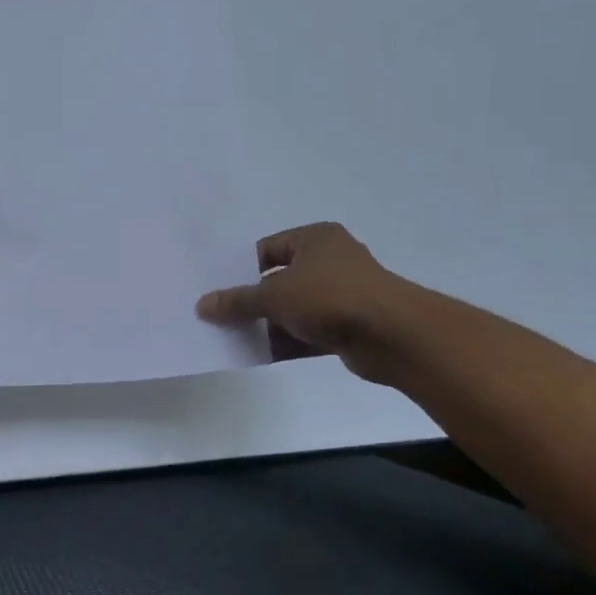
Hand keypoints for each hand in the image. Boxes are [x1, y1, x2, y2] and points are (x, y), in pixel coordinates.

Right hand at [197, 223, 408, 383]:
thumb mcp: (274, 295)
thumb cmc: (330, 297)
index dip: (240, 268)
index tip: (217, 289)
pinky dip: (287, 341)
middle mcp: (330, 261)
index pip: (267, 249)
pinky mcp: (348, 325)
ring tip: (232, 338)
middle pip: (279, 280)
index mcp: (315, 238)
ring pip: (293, 308)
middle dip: (252, 300)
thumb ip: (237, 301)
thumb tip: (203, 305)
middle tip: (219, 316)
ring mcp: (342, 294)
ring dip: (268, 324)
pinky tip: (259, 355)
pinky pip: (308, 331)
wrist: (392, 335)